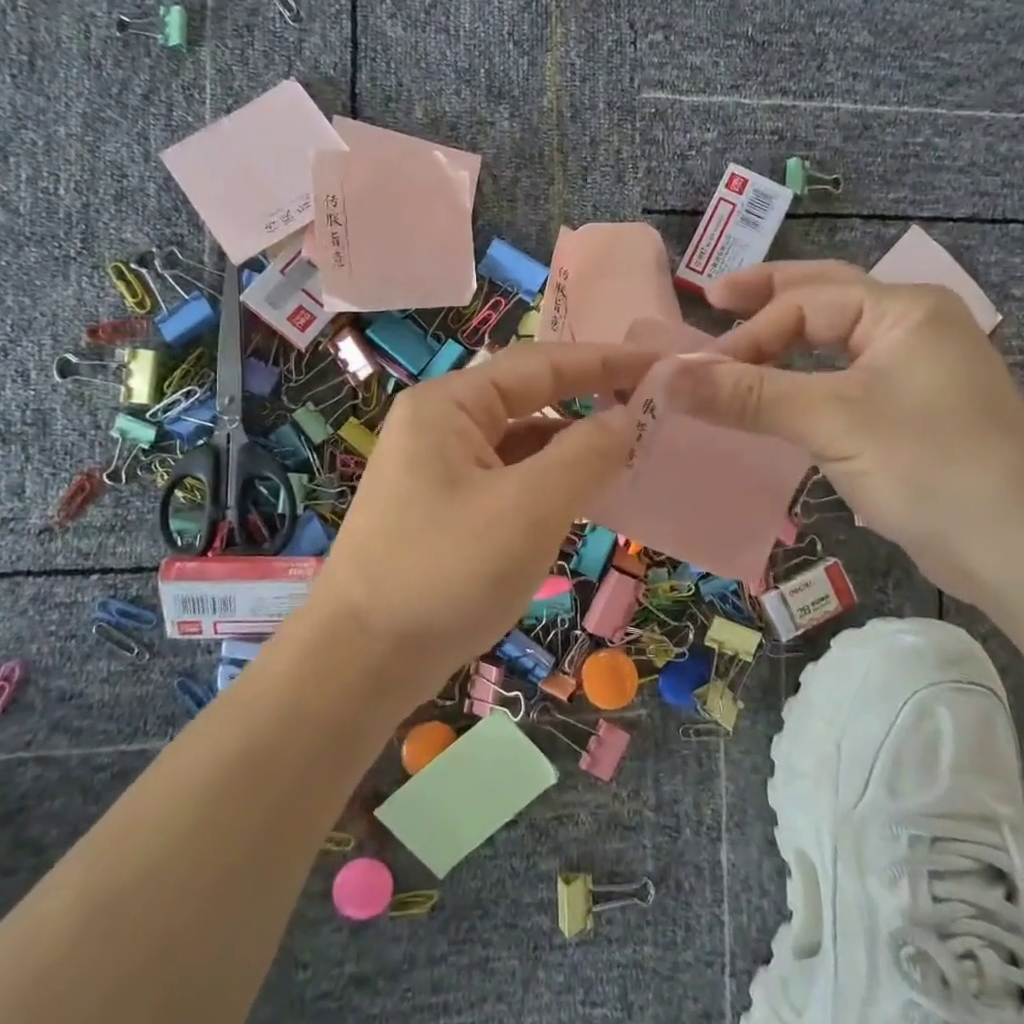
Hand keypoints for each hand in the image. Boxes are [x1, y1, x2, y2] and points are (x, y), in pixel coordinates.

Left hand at [296, 341, 657, 709]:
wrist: (361, 662)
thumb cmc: (446, 573)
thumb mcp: (528, 509)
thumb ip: (585, 454)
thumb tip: (626, 419)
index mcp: (449, 406)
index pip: (539, 364)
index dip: (604, 361)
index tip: (661, 363)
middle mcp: (439, 426)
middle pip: (528, 398)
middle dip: (590, 399)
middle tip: (654, 404)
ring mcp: (438, 470)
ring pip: (519, 443)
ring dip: (571, 445)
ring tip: (632, 449)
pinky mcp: (444, 510)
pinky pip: (508, 479)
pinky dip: (548, 481)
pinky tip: (584, 494)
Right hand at [665, 260, 1023, 599]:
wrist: (1018, 546)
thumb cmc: (928, 465)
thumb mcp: (831, 421)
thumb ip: (747, 396)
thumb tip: (665, 378)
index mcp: (904, 309)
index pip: (805, 304)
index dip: (749, 334)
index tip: (702, 374)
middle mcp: (913, 326)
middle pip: (825, 296)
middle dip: (768, 296)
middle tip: (713, 296)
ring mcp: (917, 369)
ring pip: (836, 339)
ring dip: (787, 338)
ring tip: (740, 339)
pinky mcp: (912, 410)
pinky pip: (845, 377)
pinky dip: (807, 375)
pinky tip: (782, 388)